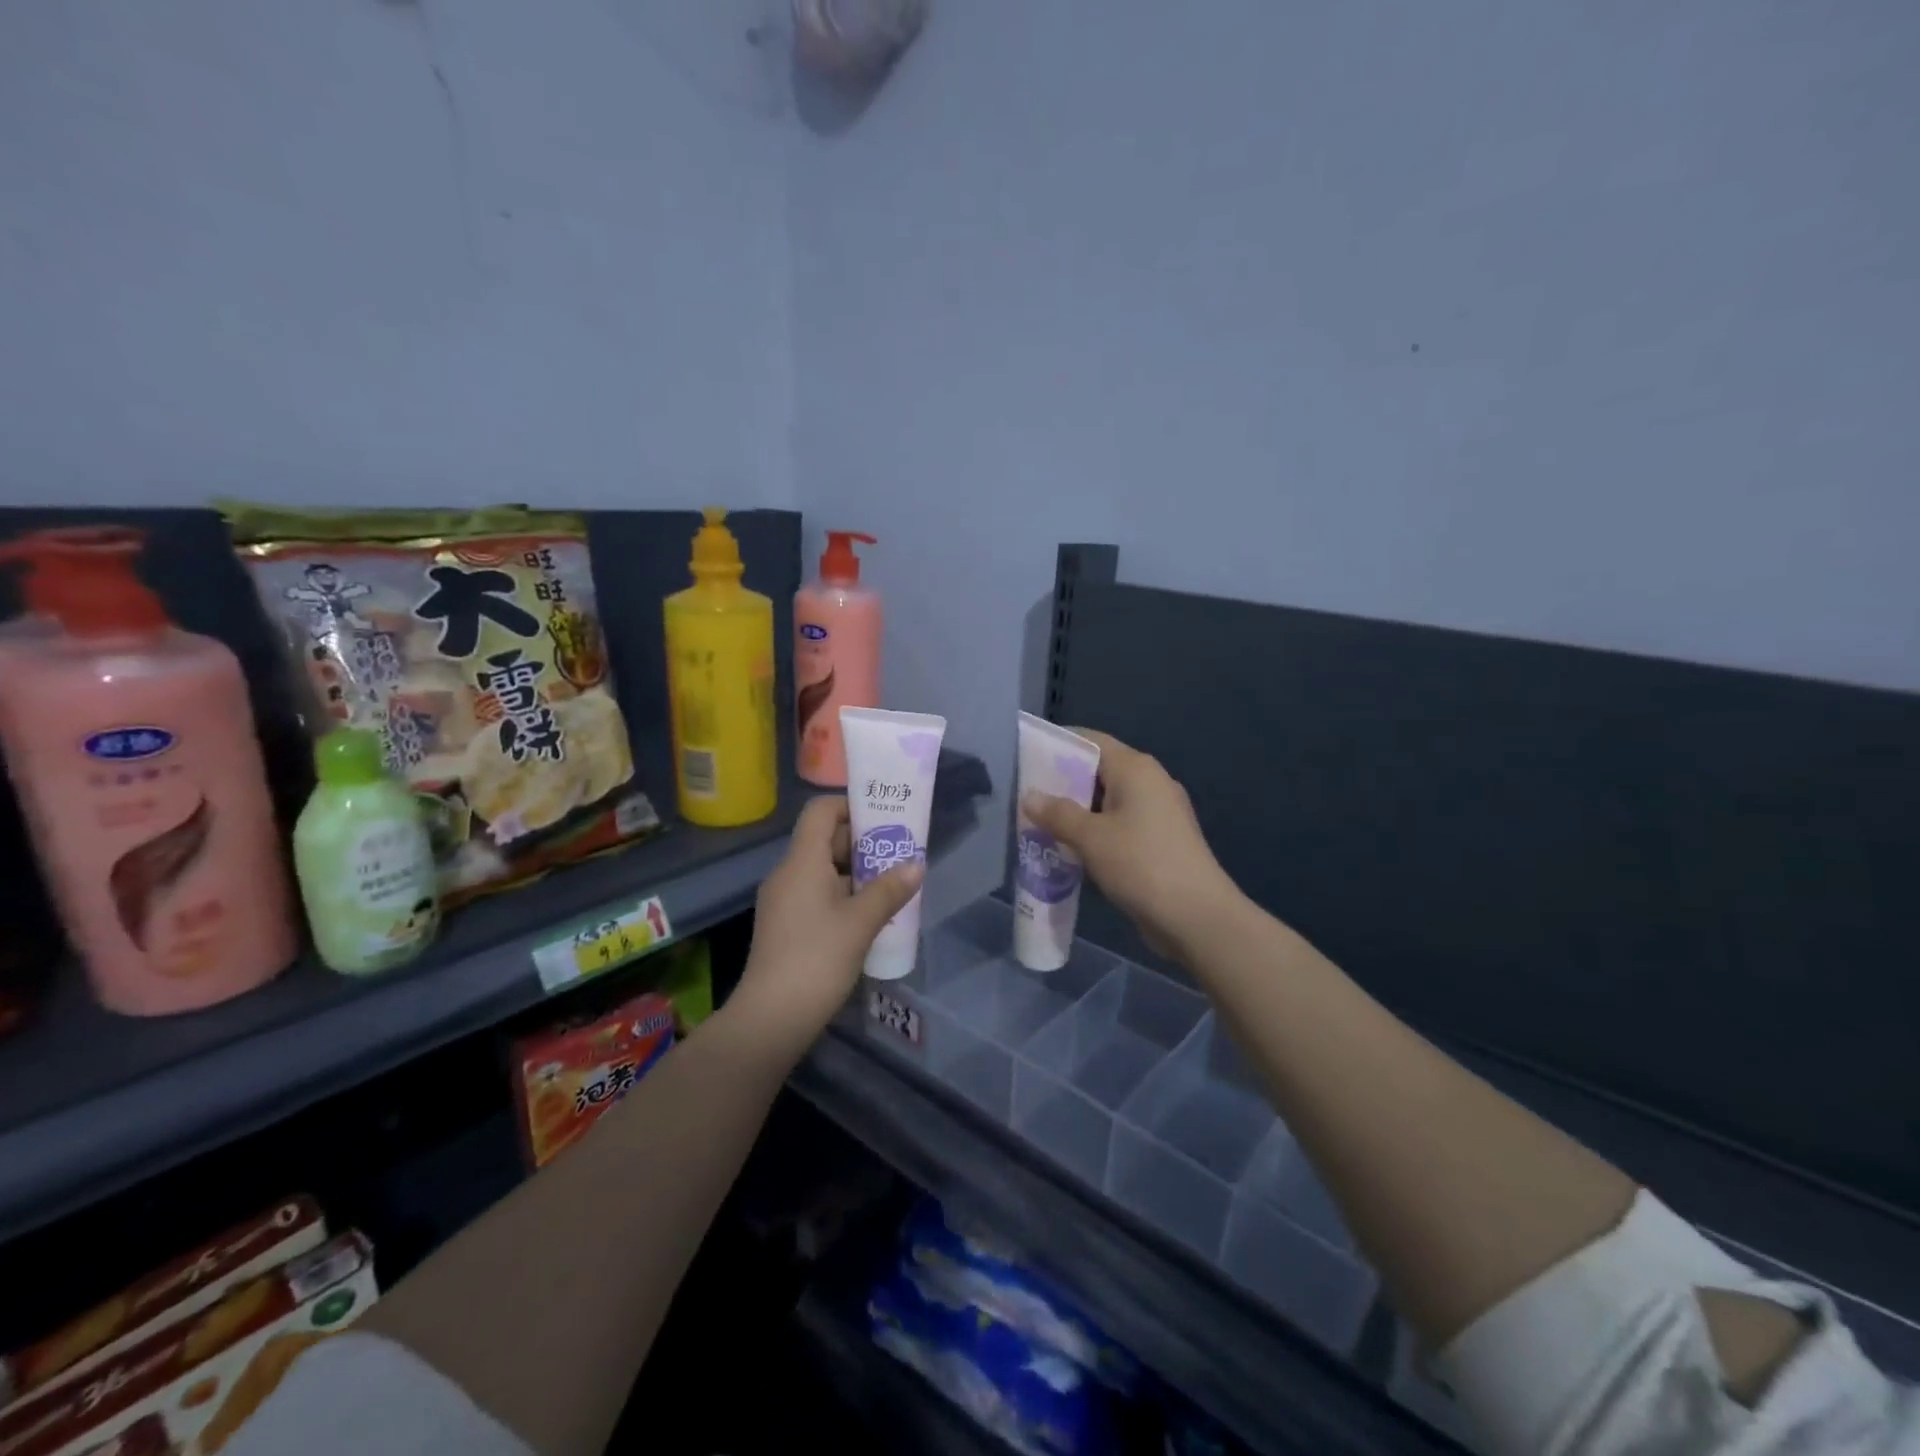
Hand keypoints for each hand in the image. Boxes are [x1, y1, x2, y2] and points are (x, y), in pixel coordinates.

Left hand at [728, 795, 924, 1055]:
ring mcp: (784, 899)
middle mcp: (789, 872)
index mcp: (802, 861)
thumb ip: (890, 889)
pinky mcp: (786, 924)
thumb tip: (916, 865)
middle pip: (825, 839)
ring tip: (893, 883)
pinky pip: (817, 893)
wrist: (772, 1017)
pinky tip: (870, 914)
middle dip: (864, 843)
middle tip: (900, 852)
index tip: (884, 818)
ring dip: (857, 871)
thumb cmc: (817, 958)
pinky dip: (844, 893)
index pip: (821, 810)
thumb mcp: (861, 922)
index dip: (851, 806)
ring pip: (824, 869)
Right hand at [1023, 730, 1237, 956]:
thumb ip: (1057, 814)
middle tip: (1025, 796)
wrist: (1197, 917)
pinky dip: (1095, 831)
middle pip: (1098, 770)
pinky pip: (1119, 825)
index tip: (1026, 756)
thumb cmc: (1141, 864)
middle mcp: (1150, 782)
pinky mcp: (1161, 840)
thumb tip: (1029, 796)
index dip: (1057, 744)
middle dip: (1062, 783)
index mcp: (1135, 768)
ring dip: (1077, 811)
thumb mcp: (1090, 838)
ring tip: (1039, 824)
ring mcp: (1159, 812)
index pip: (1090, 740)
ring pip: (1108, 801)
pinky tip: (1070, 848)